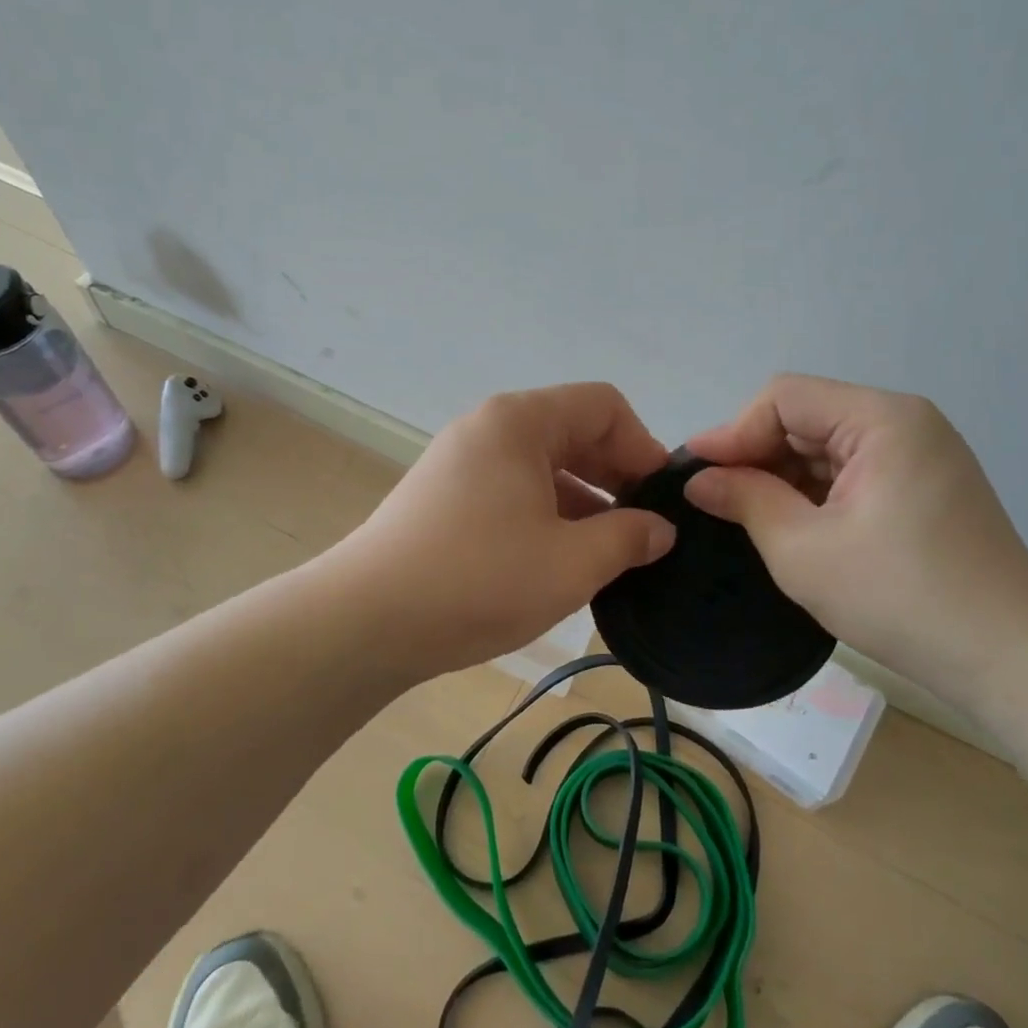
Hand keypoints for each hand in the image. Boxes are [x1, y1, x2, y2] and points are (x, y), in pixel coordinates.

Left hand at [338, 383, 676, 676]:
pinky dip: (547, 514)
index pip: (603, 406)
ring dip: (583, 501)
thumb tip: (660, 529)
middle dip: (616, 476)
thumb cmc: (479, 580)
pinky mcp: (445, 496)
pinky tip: (560, 560)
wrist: (366, 621)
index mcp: (520, 422)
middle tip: (643, 531)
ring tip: (608, 553)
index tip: (660, 501)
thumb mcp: (571, 563)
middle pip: (572, 431)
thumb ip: (628, 538)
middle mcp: (489, 427)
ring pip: (543, 465)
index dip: (643, 447)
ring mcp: (462, 461)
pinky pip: (513, 489)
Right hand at [684, 374, 1027, 712]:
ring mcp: (920, 454)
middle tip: (714, 499)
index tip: (694, 473)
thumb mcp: (803, 550)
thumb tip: (699, 478)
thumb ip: (745, 499)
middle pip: (806, 417)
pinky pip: (852, 471)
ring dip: (783, 476)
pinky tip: (791, 524)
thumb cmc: (901, 597)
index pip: (784, 398)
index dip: (733, 431)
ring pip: (826, 446)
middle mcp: (904, 422)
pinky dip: (815, 492)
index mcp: (882, 419)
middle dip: (756, 455)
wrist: (1011, 660)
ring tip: (745, 515)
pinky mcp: (925, 486)